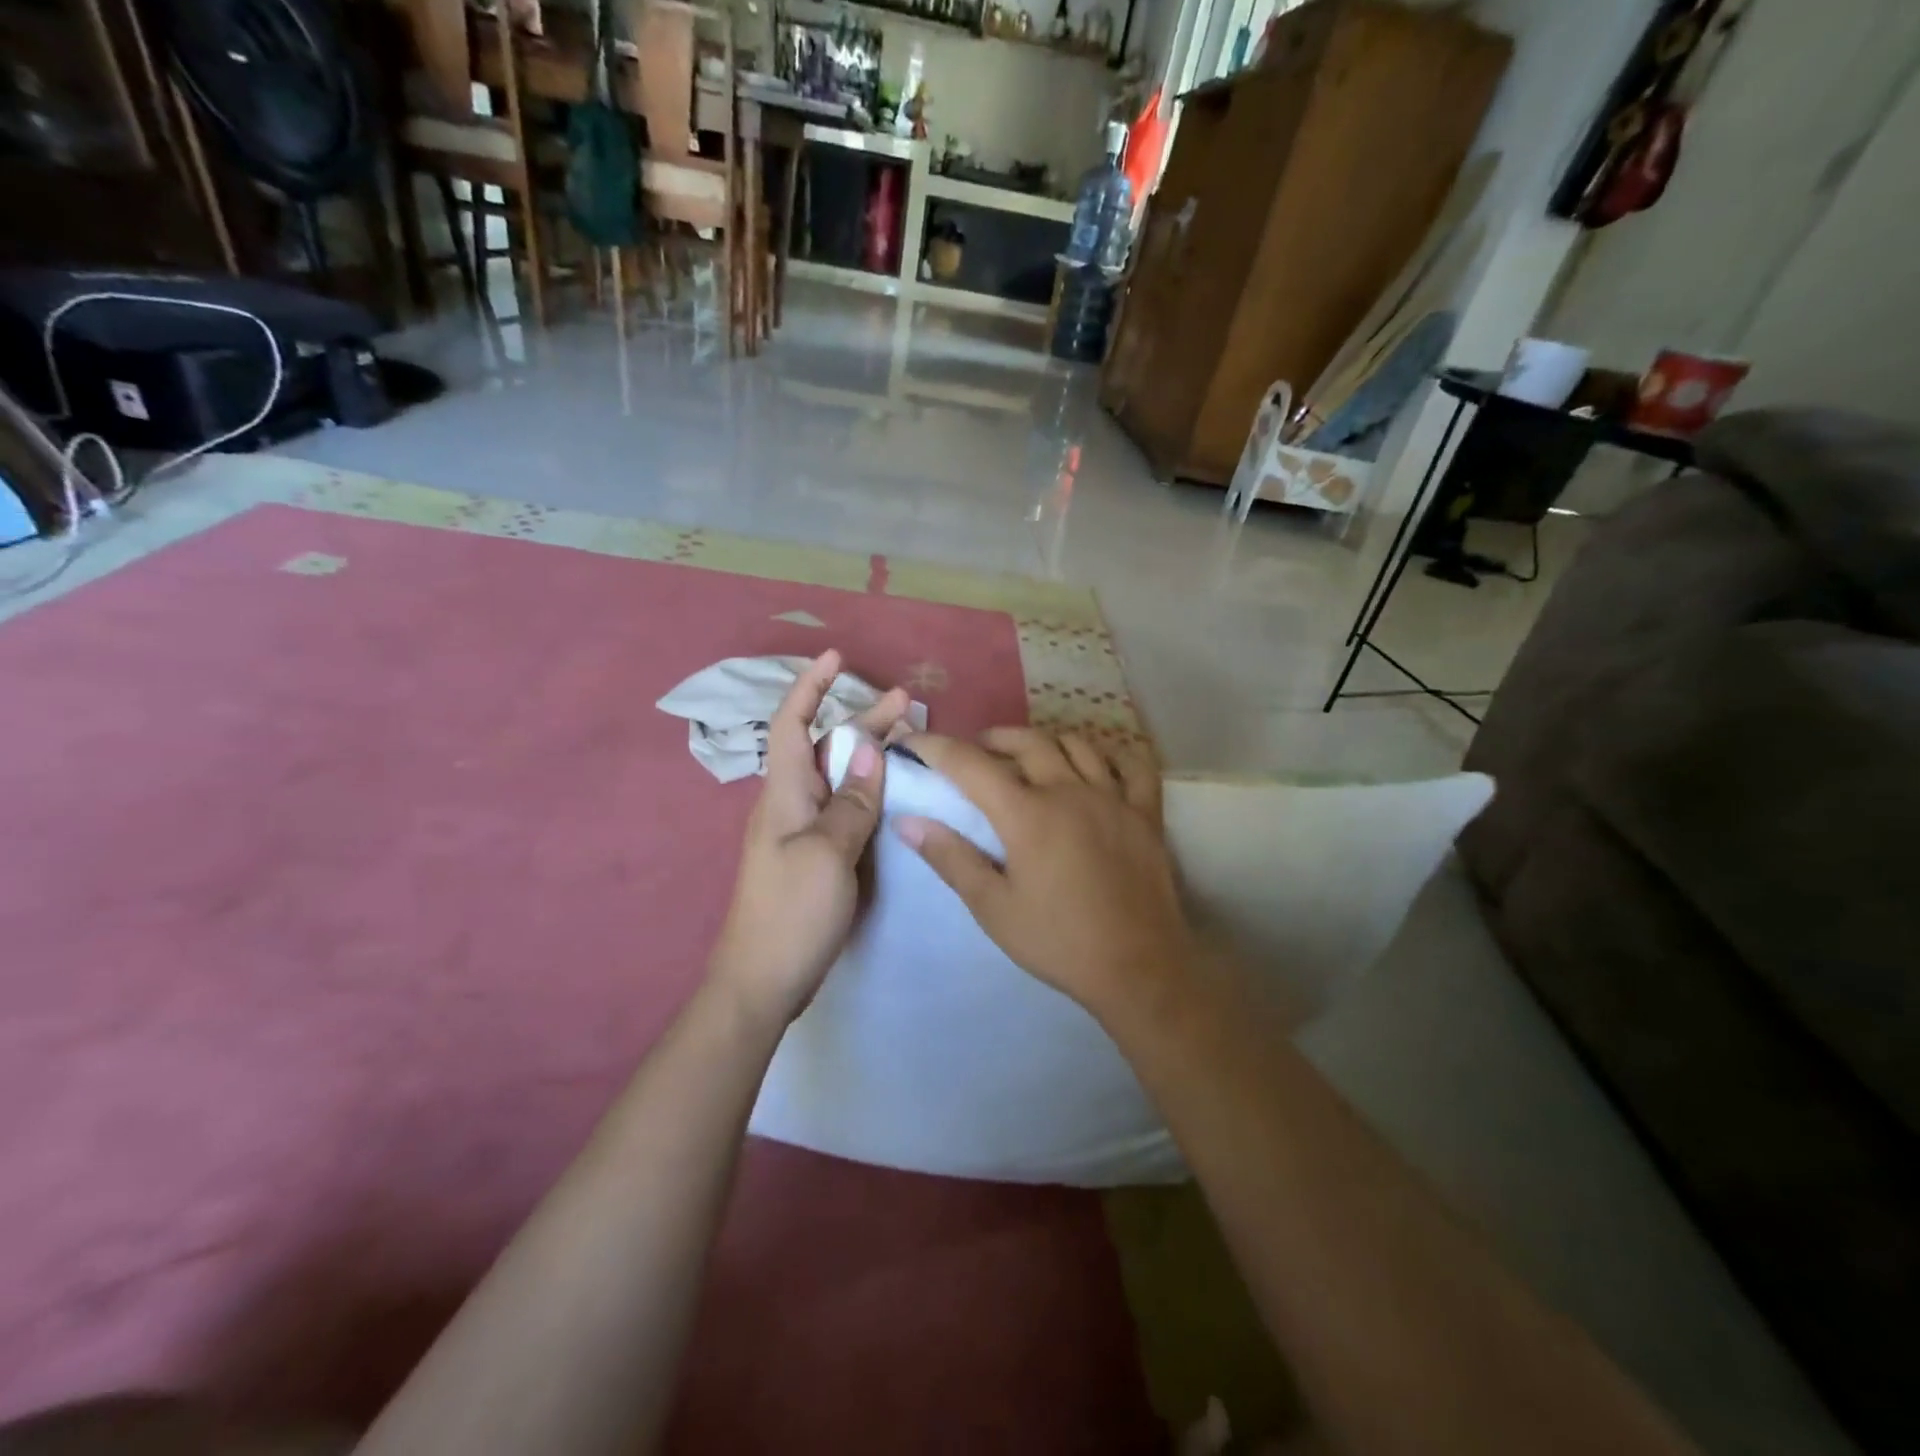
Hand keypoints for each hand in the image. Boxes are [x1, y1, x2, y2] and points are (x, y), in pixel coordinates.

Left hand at [708, 651, 911, 1027]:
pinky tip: (889, 794)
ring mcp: (800, 833)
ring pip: (836, 778)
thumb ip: (851, 801)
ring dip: (867, 754)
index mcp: (784, 794)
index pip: (792, 723)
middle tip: (906, 703)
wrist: (762, 982)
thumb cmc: (792, 913)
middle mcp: (789, 805)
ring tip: (907, 739)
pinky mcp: (813, 857)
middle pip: (824, 748)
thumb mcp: (827, 853)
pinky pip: (842, 808)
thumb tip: (871, 750)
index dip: (812, 686)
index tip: (836, 656)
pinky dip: (866, 791)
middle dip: (861, 720)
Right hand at [894, 728, 1198, 1028]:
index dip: (936, 747)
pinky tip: (1098, 765)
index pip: (971, 764)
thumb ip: (951, 859)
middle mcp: (1070, 791)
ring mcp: (1114, 798)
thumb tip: (907, 821)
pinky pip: (1134, 765)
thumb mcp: (993, 908)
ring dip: (1045, 742)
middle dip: (993, 739)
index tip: (913, 741)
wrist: (1138, 969)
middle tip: (975, 754)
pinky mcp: (1147, 814)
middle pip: (1027, 741)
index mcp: (1027, 814)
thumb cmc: (1058, 942)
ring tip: (1029, 757)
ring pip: (1077, 744)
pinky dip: (1113, 755)